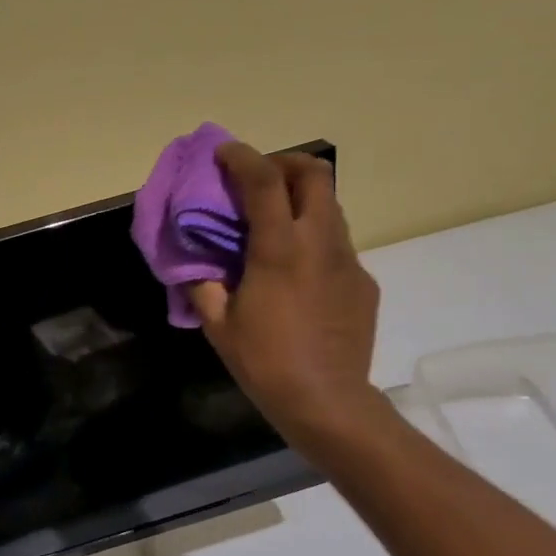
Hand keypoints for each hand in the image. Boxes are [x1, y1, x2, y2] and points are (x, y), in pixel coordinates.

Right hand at [188, 144, 383, 449]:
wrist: (327, 401)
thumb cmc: (265, 361)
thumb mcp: (217, 325)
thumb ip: (202, 285)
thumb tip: (193, 264)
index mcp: (280, 250)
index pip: (264, 182)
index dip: (242, 158)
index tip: (223, 154)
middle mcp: (321, 243)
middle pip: (316, 174)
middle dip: (285, 163)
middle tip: (258, 179)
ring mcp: (348, 261)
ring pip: (330, 207)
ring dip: (300, 200)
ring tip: (273, 223)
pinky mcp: (363, 282)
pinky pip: (336, 243)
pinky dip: (313, 238)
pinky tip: (295, 271)